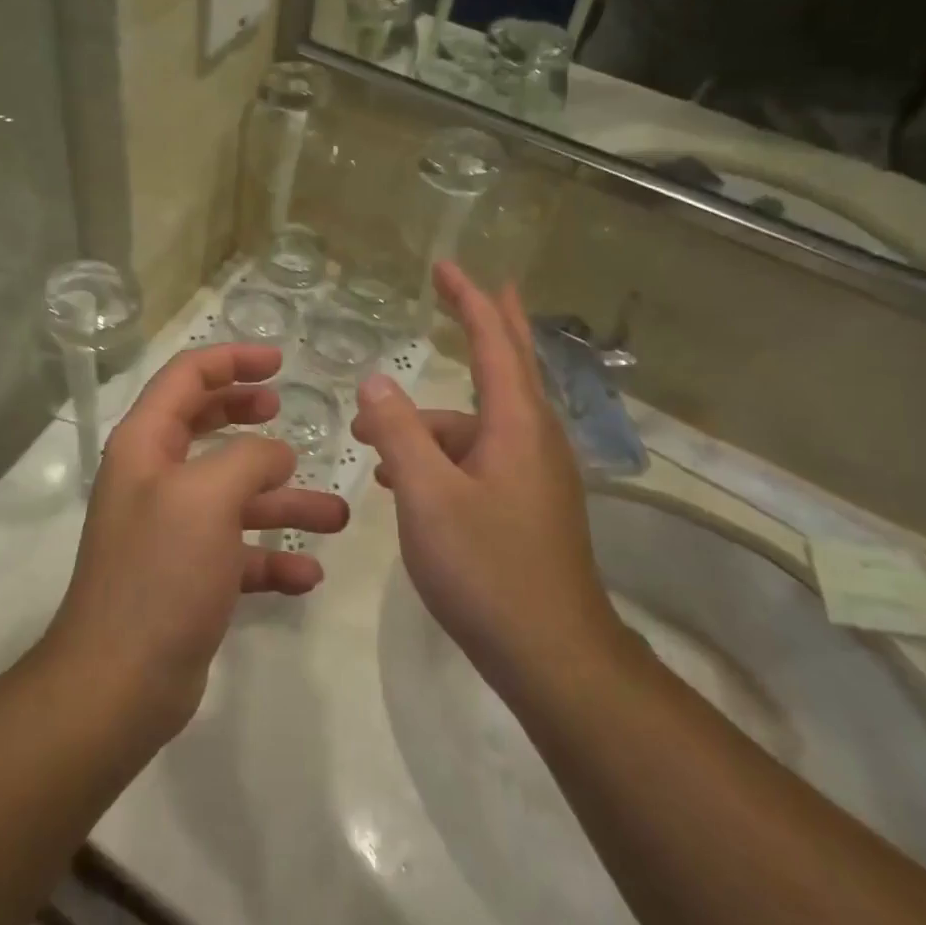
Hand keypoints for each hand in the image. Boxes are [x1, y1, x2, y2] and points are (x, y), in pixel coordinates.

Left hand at [45, 344, 348, 738]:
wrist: (120, 682)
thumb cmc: (161, 572)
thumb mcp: (208, 497)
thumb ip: (248, 458)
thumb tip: (276, 453)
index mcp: (146, 445)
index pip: (186, 377)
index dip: (231, 360)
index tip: (279, 361)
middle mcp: (156, 479)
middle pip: (205, 425)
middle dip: (249, 414)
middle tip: (287, 409)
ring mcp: (172, 529)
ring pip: (235, 496)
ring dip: (283, 500)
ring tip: (335, 513)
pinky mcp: (190, 576)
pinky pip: (239, 552)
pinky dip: (272, 556)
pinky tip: (307, 573)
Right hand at [350, 264, 621, 705]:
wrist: (554, 658)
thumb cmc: (488, 569)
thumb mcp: (427, 497)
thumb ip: (400, 432)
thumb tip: (376, 381)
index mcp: (516, 425)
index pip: (493, 342)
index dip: (468, 300)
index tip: (445, 267)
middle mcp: (532, 439)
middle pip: (507, 364)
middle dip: (483, 322)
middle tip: (464, 287)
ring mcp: (533, 474)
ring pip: (476, 423)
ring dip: (429, 418)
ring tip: (372, 433)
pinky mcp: (525, 505)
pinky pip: (477, 456)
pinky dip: (440, 452)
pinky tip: (401, 476)